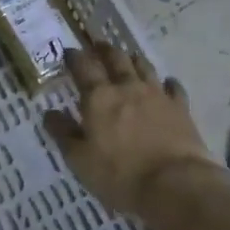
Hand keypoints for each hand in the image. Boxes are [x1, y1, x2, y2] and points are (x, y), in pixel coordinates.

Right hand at [43, 41, 224, 218]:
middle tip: (99, 45)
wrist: (175, 184)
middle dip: (105, 50)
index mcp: (99, 97)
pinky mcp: (180, 108)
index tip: (69, 52)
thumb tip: (48, 113)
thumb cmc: (120, 174)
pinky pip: (174, 88)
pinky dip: (168, 83)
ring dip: (134, 59)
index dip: (74, 57)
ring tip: (129, 56)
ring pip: (144, 67)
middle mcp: (127, 87)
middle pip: (115, 59)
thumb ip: (63, 133)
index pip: (83, 67)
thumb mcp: (79, 160)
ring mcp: (156, 95)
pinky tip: (167, 83)